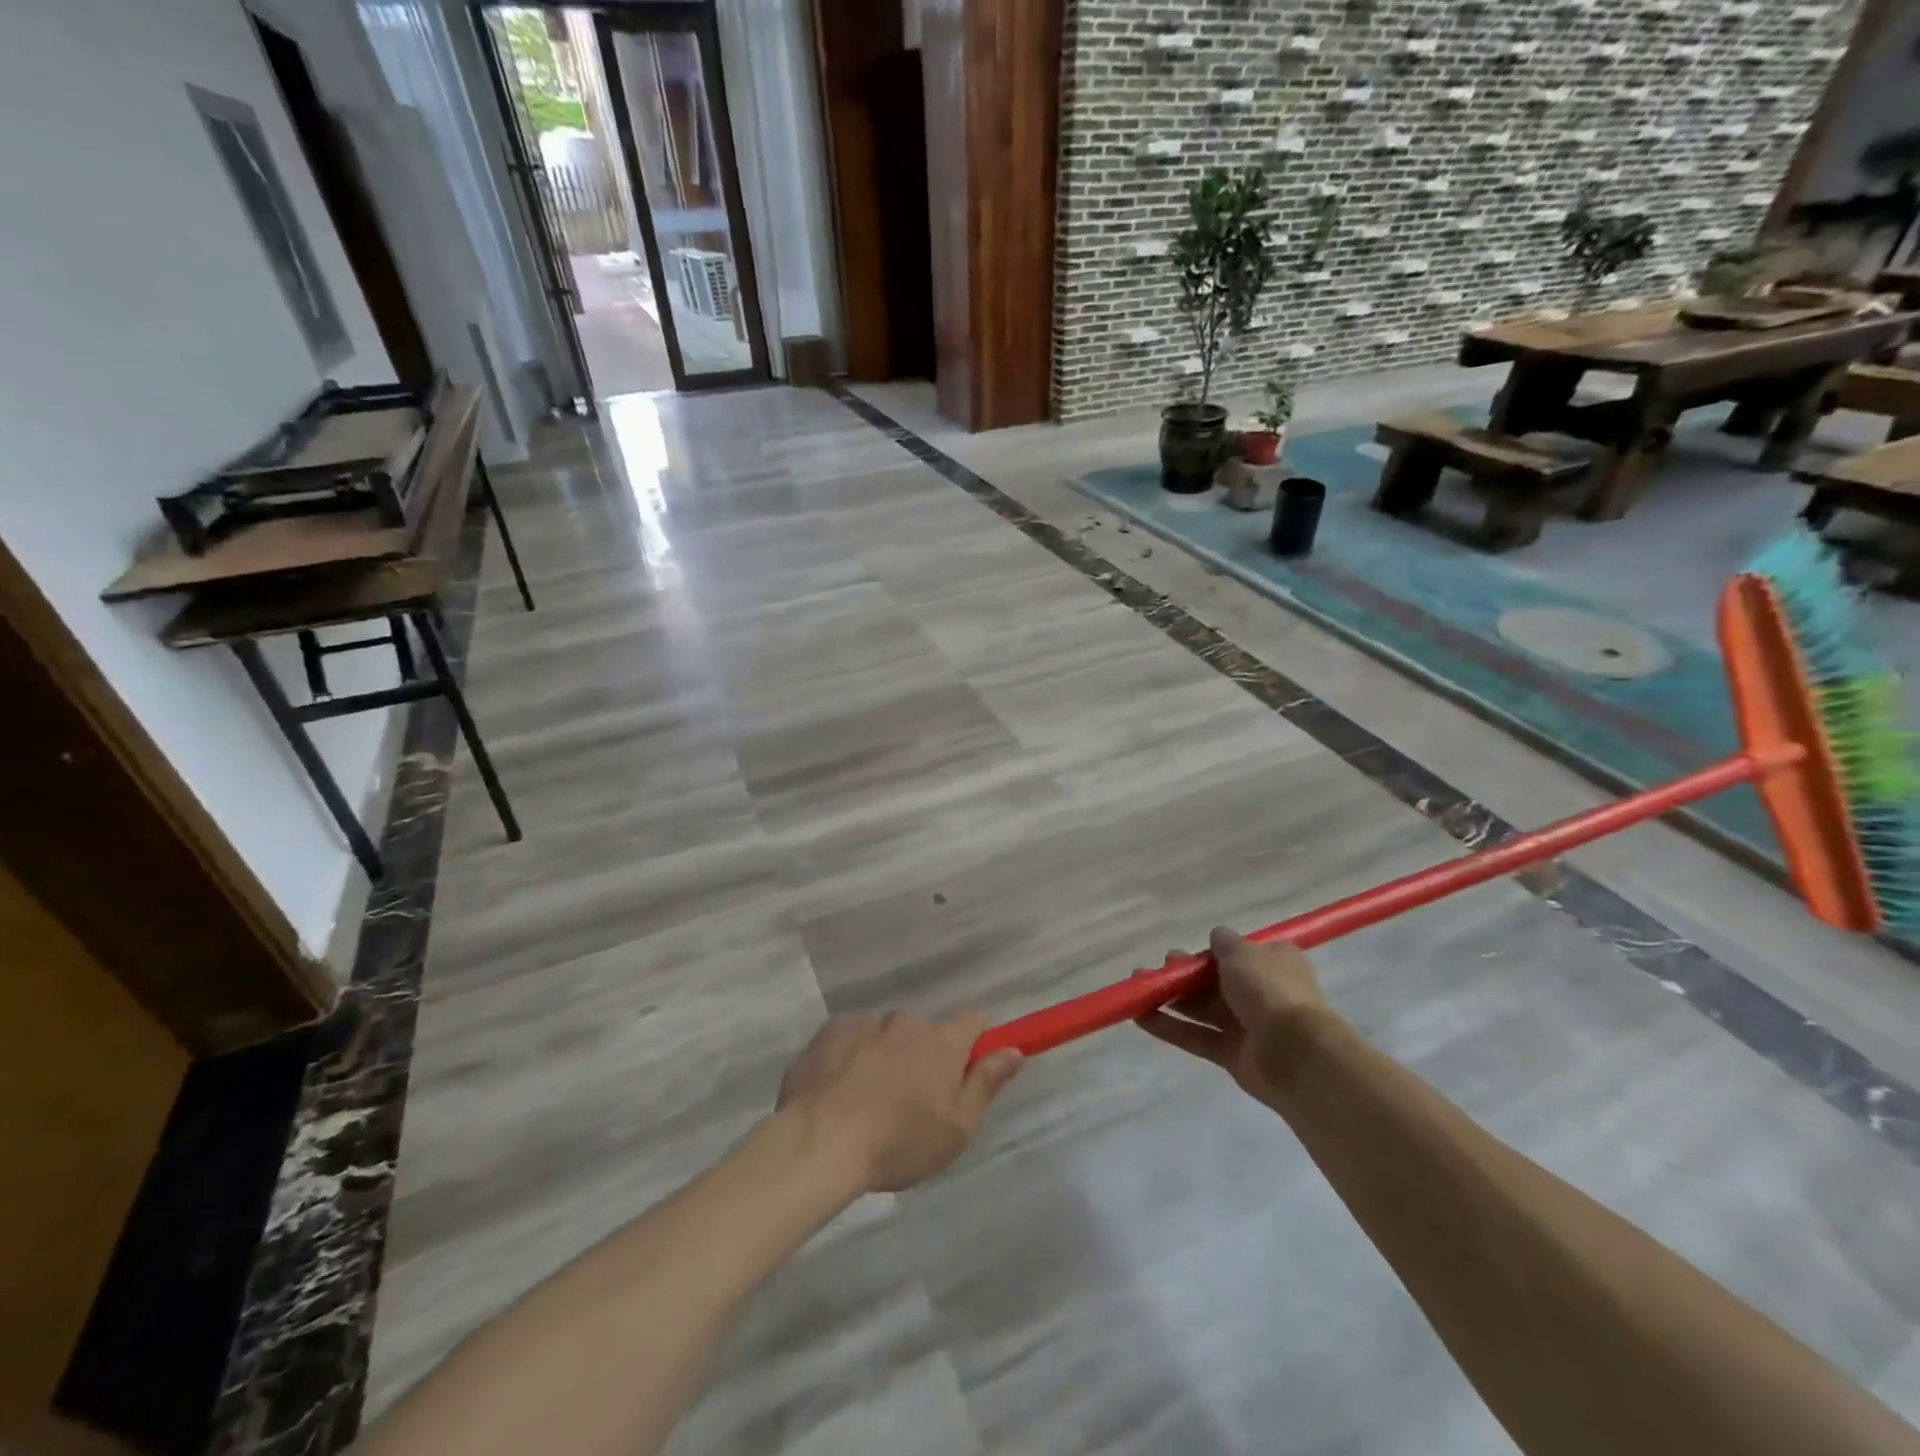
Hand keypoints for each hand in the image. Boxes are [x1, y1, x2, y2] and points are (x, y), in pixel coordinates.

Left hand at [776, 1012, 1023, 1192]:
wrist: (820, 1141)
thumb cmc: (898, 1143)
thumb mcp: (956, 1129)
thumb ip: (986, 1084)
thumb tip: (1014, 1051)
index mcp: (942, 1043)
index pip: (973, 1019)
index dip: (974, 1041)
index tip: (965, 1068)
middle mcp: (907, 1022)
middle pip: (925, 1031)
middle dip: (922, 1056)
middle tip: (909, 1101)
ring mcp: (867, 1022)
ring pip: (886, 1035)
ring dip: (885, 1056)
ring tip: (867, 1102)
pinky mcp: (832, 1030)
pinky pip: (852, 1037)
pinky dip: (851, 1056)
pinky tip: (839, 1091)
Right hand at [1135, 927, 1327, 1105]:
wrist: (1294, 1052)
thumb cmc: (1269, 989)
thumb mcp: (1243, 953)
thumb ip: (1225, 943)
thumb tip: (1218, 937)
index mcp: (1274, 964)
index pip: (1240, 954)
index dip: (1213, 953)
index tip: (1190, 952)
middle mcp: (1262, 993)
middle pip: (1216, 981)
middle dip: (1186, 974)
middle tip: (1161, 968)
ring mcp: (1247, 1025)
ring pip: (1203, 1008)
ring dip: (1171, 998)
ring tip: (1139, 987)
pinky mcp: (1232, 1054)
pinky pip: (1197, 1036)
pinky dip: (1170, 1027)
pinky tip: (1140, 1017)